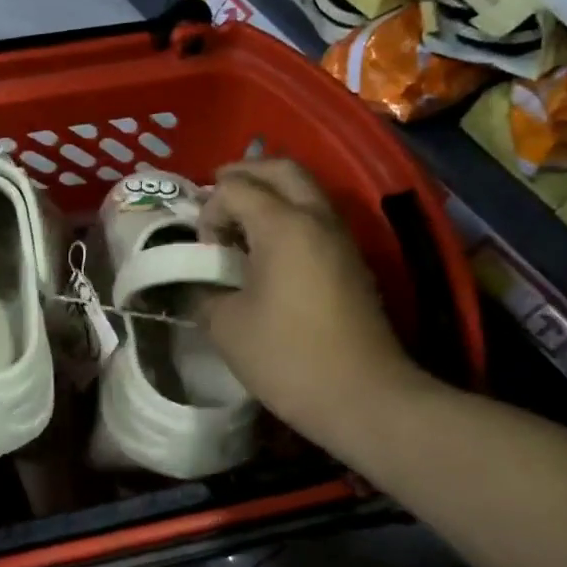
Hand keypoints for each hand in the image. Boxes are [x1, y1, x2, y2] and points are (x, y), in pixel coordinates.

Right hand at [197, 159, 442, 448]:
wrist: (364, 398)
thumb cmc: (288, 358)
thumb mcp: (227, 326)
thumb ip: (205, 292)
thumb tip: (202, 284)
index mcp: (284, 226)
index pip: (236, 189)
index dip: (209, 211)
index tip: (203, 250)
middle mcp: (317, 219)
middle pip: (281, 169)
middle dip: (244, 174)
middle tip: (216, 194)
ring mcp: (341, 238)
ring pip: (305, 190)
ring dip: (269, 193)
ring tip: (239, 221)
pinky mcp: (352, 262)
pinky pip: (316, 217)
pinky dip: (288, 216)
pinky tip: (268, 250)